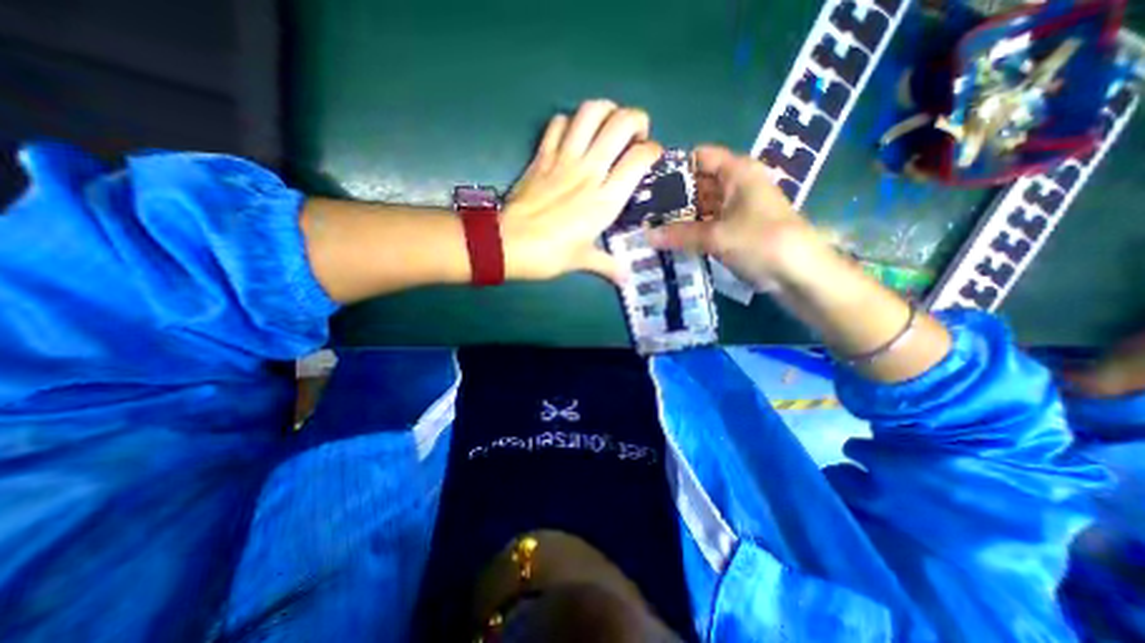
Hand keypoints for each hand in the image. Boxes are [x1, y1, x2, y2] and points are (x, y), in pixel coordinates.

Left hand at [503, 97, 661, 282]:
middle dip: (636, 119)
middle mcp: (589, 171)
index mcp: (605, 199)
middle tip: (636, 134)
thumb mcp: (582, 260)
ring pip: (590, 112)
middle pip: (621, 122)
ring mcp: (563, 159)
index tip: (651, 157)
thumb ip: (608, 266)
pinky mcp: (542, 155)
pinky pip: (558, 123)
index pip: (640, 158)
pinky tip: (574, 135)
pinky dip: (569, 122)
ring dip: (606, 111)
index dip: (653, 150)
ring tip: (609, 126)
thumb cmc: (549, 255)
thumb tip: (626, 280)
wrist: (508, 244)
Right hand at [644, 142, 822, 289]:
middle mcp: (737, 185)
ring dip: (680, 217)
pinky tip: (672, 241)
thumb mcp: (716, 236)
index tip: (647, 184)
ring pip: (702, 206)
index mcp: (737, 171)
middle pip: (698, 183)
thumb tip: (646, 235)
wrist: (800, 274)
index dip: (673, 168)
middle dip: (672, 197)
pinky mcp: (738, 229)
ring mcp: (738, 208)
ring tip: (651, 227)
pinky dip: (692, 231)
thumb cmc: (761, 242)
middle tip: (644, 211)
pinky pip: (709, 224)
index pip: (698, 158)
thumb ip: (679, 234)